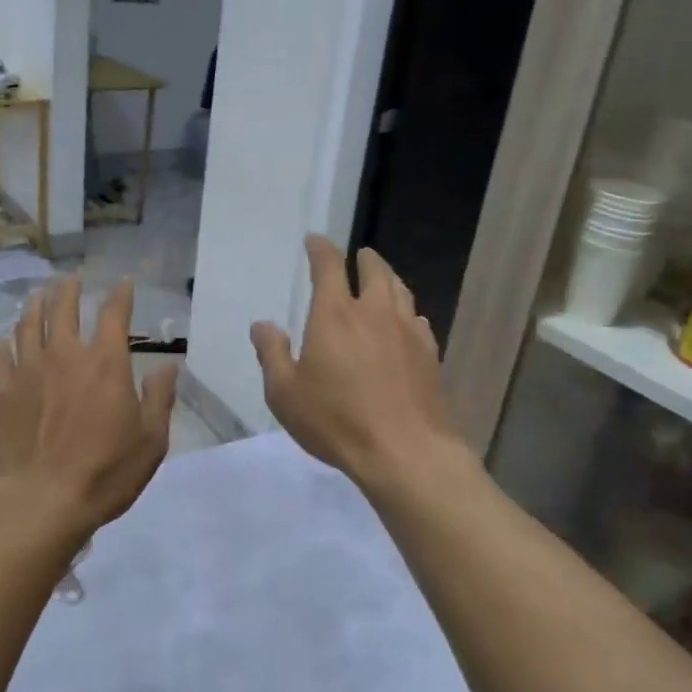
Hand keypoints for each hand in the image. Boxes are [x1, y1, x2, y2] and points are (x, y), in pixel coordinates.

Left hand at [0, 277, 179, 535]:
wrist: (42, 500)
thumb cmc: (106, 472)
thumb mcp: (151, 440)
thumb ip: (159, 398)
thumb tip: (168, 366)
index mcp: (106, 363)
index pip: (114, 314)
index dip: (121, 295)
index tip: (124, 283)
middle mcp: (66, 355)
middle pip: (64, 307)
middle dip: (70, 289)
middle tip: (72, 279)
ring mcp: (29, 370)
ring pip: (29, 324)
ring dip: (35, 305)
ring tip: (38, 296)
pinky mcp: (3, 391)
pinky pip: (0, 355)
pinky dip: (3, 342)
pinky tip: (3, 340)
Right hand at [250, 237, 460, 490]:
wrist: (404, 450)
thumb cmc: (335, 420)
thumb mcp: (284, 393)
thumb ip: (271, 354)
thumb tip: (263, 324)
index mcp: (334, 315)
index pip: (329, 266)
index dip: (321, 249)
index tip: (315, 241)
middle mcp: (373, 312)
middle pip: (374, 271)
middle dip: (365, 258)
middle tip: (359, 255)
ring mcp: (406, 331)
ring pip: (400, 290)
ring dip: (389, 278)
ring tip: (382, 279)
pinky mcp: (428, 353)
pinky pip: (417, 319)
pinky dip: (407, 311)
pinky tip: (406, 321)